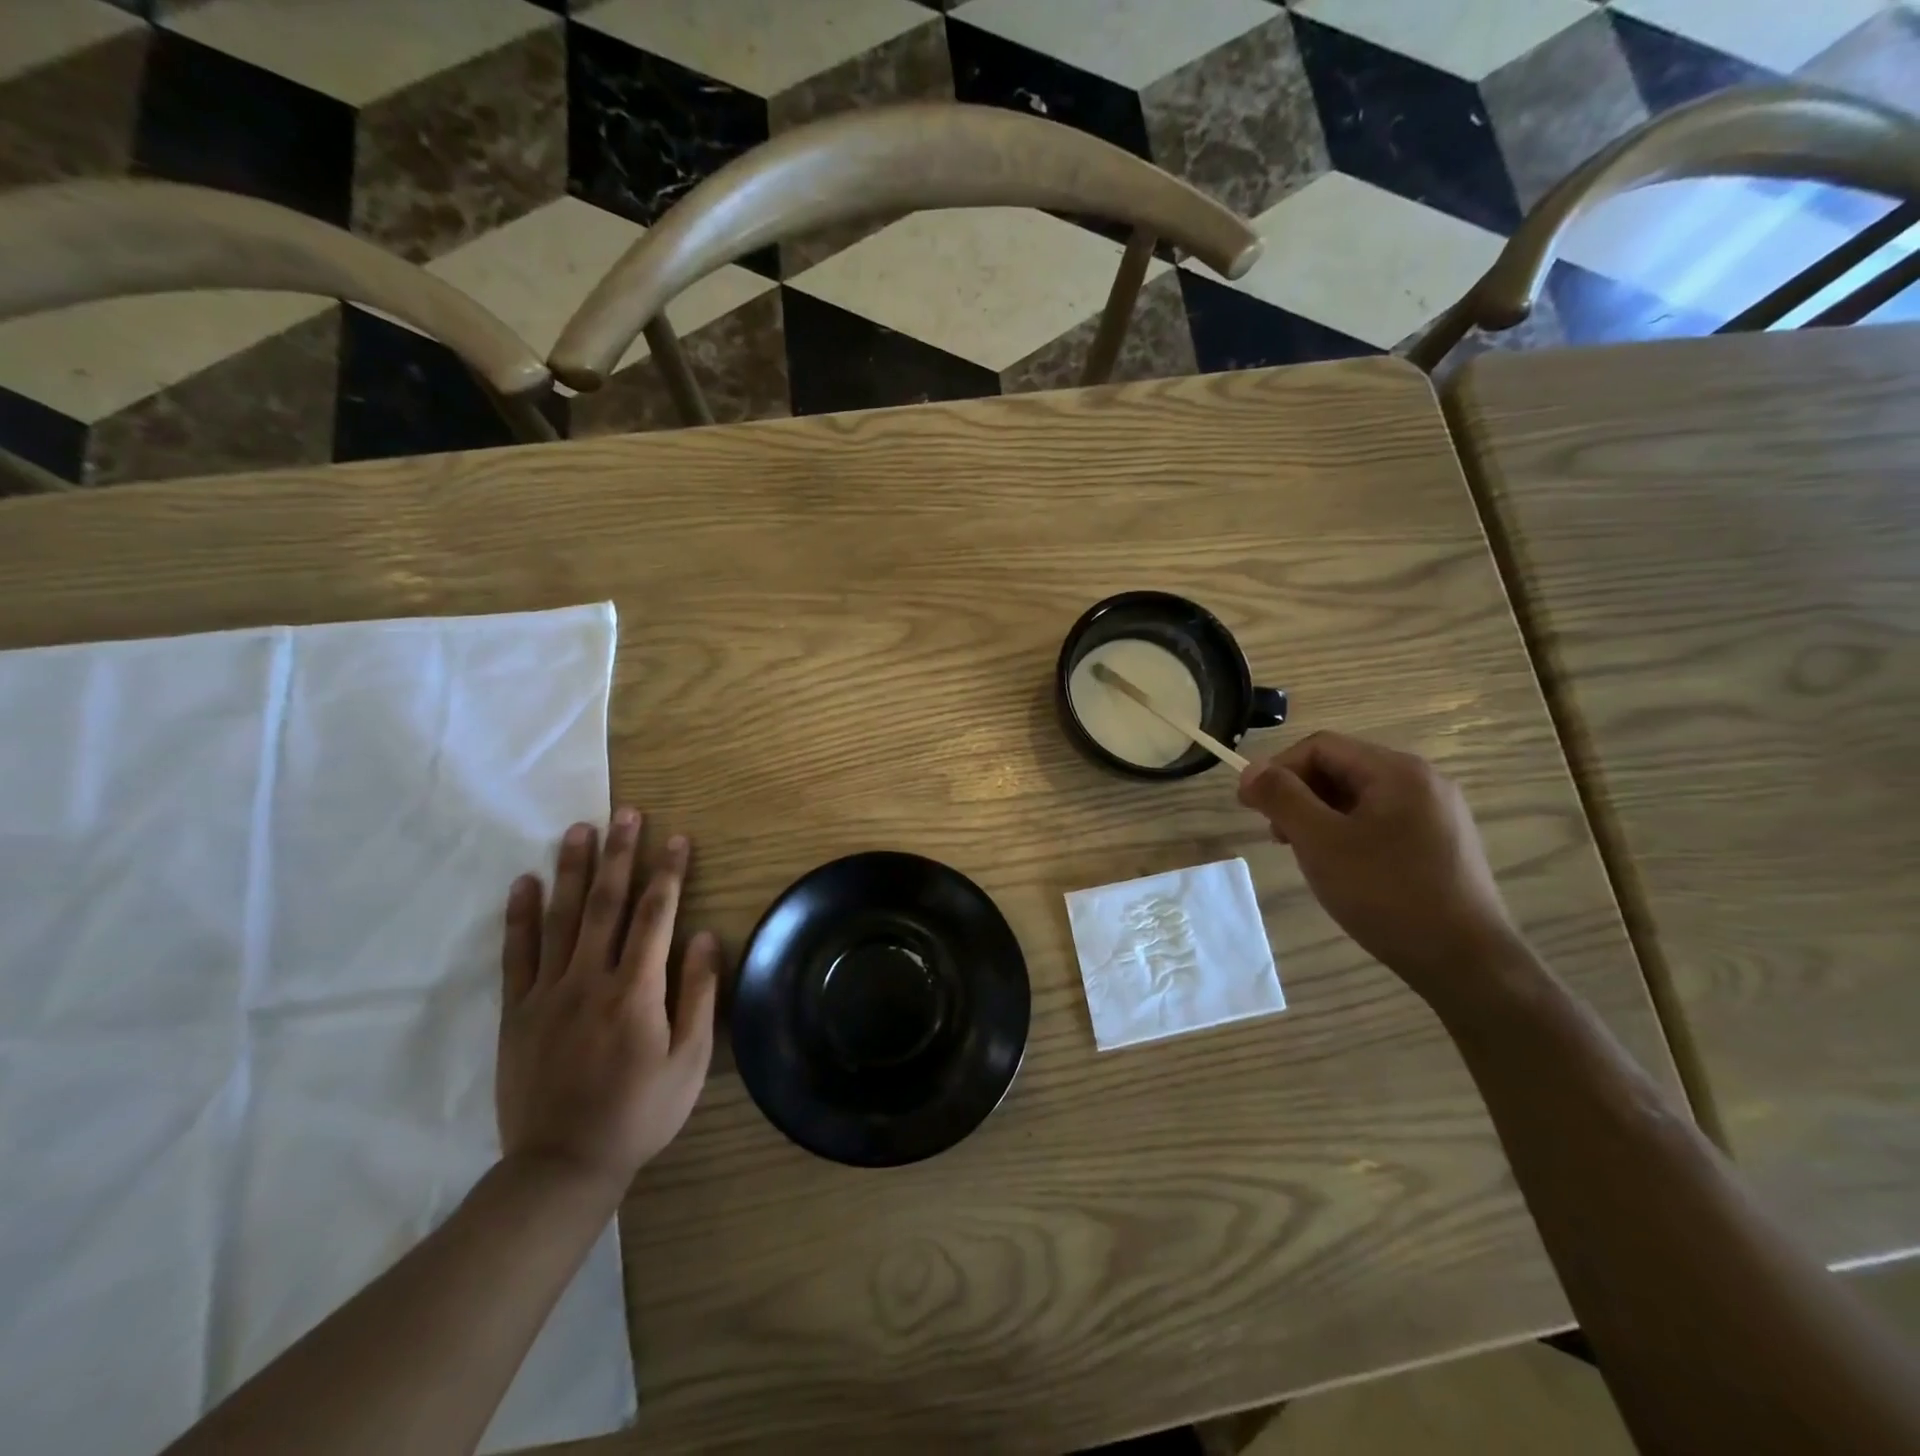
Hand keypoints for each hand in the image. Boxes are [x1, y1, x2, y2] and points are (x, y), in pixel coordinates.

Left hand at [495, 808, 719, 1194]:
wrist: (562, 1165)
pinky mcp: (517, 1012)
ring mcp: (548, 994)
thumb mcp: (690, 1061)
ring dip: (572, 870)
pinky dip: (520, 916)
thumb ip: (698, 994)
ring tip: (580, 830)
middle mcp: (591, 980)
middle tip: (626, 814)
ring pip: (561, 918)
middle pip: (607, 904)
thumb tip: (703, 936)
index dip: (668, 873)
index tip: (677, 838)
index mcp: (637, 991)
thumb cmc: (640, 1112)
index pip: (656, 916)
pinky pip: (517, 955)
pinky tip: (524, 883)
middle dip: (620, 855)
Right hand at [1238, 732, 1522, 1001]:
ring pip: (1358, 796)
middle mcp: (1422, 780)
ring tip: (1304, 853)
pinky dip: (1347, 831)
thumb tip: (1250, 770)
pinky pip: (1380, 819)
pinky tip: (1341, 866)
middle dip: (1298, 794)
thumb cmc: (1386, 893)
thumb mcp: (1320, 841)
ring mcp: (1436, 811)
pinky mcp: (1440, 841)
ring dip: (1319, 815)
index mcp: (1397, 770)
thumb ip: (1282, 797)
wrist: (1465, 960)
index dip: (1277, 769)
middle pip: (1340, 767)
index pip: (1320, 747)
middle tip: (1276, 835)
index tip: (1249, 806)